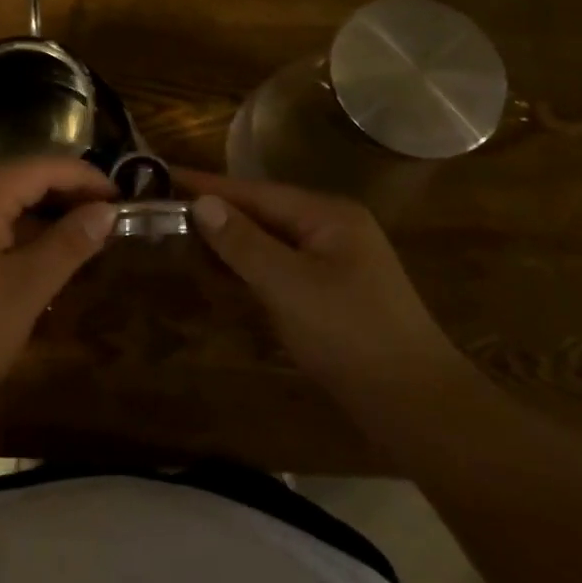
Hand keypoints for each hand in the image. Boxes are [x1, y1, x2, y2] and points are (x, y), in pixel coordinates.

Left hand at [0, 157, 116, 419]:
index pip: (42, 167)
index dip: (86, 178)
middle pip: (21, 180)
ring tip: (80, 240)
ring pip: (2, 206)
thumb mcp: (26, 288)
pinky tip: (37, 263)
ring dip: (42, 217)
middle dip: (66, 195)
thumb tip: (105, 210)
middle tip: (106, 220)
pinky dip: (17, 237)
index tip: (122, 201)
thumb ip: (68, 244)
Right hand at [179, 170, 465, 401]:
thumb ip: (243, 242)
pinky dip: (250, 268)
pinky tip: (223, 274)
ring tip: (184, 238)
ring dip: (231, 241)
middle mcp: (333, 229)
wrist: (415, 405)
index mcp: (328, 216)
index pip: (256, 192)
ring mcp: (335, 262)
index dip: (209, 186)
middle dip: (217, 213)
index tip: (166, 176)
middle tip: (166, 211)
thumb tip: (202, 203)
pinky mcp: (333, 293)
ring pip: (271, 241)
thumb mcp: (289, 285)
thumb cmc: (350, 335)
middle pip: (264, 212)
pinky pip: (281, 267)